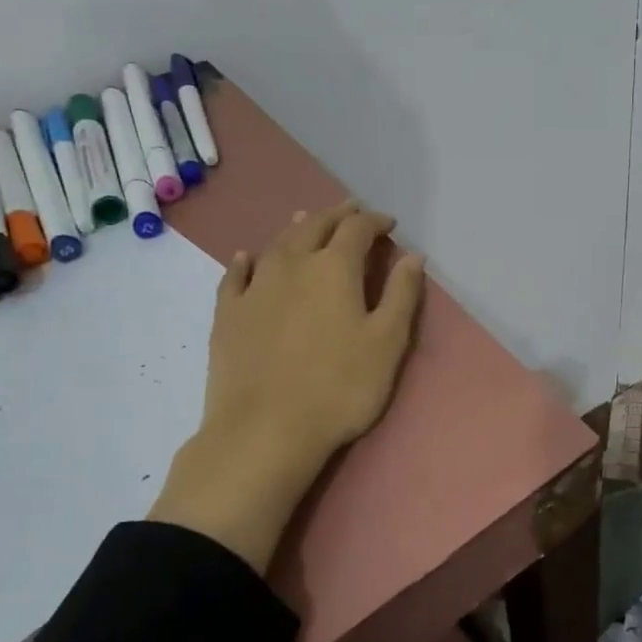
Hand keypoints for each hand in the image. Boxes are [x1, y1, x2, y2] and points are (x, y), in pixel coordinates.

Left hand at [150, 202, 425, 571]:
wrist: (265, 431)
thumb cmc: (339, 388)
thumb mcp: (387, 343)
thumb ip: (402, 295)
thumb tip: (413, 255)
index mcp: (334, 268)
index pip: (357, 229)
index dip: (375, 221)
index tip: (389, 224)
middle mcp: (292, 265)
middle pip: (315, 226)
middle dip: (337, 215)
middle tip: (351, 211)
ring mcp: (255, 288)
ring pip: (277, 244)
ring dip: (297, 228)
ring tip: (307, 219)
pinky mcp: (228, 314)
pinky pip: (236, 275)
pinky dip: (246, 260)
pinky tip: (247, 257)